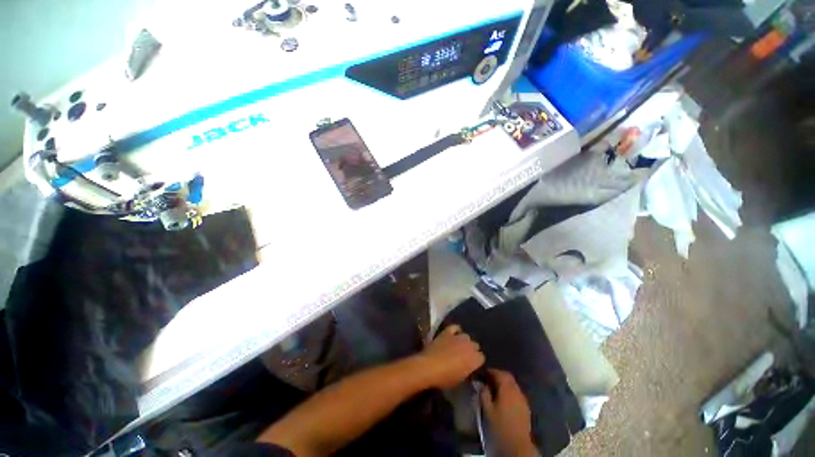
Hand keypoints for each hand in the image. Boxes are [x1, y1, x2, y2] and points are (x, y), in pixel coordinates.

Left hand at [413, 325, 484, 388]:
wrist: (429, 366)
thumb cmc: (445, 378)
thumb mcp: (460, 380)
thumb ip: (468, 371)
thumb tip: (469, 368)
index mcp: (474, 359)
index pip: (481, 357)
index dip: (476, 362)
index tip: (472, 366)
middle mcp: (469, 345)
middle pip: (475, 345)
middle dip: (472, 350)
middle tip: (465, 357)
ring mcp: (458, 337)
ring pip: (466, 336)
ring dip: (464, 341)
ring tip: (459, 346)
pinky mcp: (447, 332)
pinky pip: (455, 327)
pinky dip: (456, 330)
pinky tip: (454, 334)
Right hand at [480, 369, 536, 456]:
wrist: (517, 444)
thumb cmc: (500, 425)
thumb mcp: (487, 409)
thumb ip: (483, 393)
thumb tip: (480, 383)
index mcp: (507, 389)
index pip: (500, 373)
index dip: (491, 371)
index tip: (483, 373)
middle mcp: (517, 391)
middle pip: (508, 377)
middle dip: (499, 376)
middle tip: (489, 379)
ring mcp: (523, 399)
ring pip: (513, 385)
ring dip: (505, 384)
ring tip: (495, 389)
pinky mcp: (526, 408)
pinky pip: (517, 393)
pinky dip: (510, 392)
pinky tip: (504, 399)